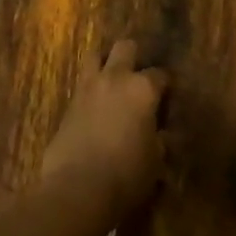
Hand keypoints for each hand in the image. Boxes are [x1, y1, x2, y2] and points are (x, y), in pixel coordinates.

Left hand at [40, 40, 168, 222]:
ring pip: (95, 55)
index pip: (160, 75)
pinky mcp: (68, 103)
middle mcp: (115, 78)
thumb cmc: (126, 175)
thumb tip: (160, 135)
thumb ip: (159, 140)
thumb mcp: (155, 161)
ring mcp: (88, 87)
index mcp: (142, 89)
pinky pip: (81, 83)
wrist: (77, 188)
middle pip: (125, 47)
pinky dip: (90, 88)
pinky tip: (95, 105)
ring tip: (112, 80)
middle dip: (134, 56)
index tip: (167, 97)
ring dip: (105, 62)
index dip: (166, 85)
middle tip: (138, 77)